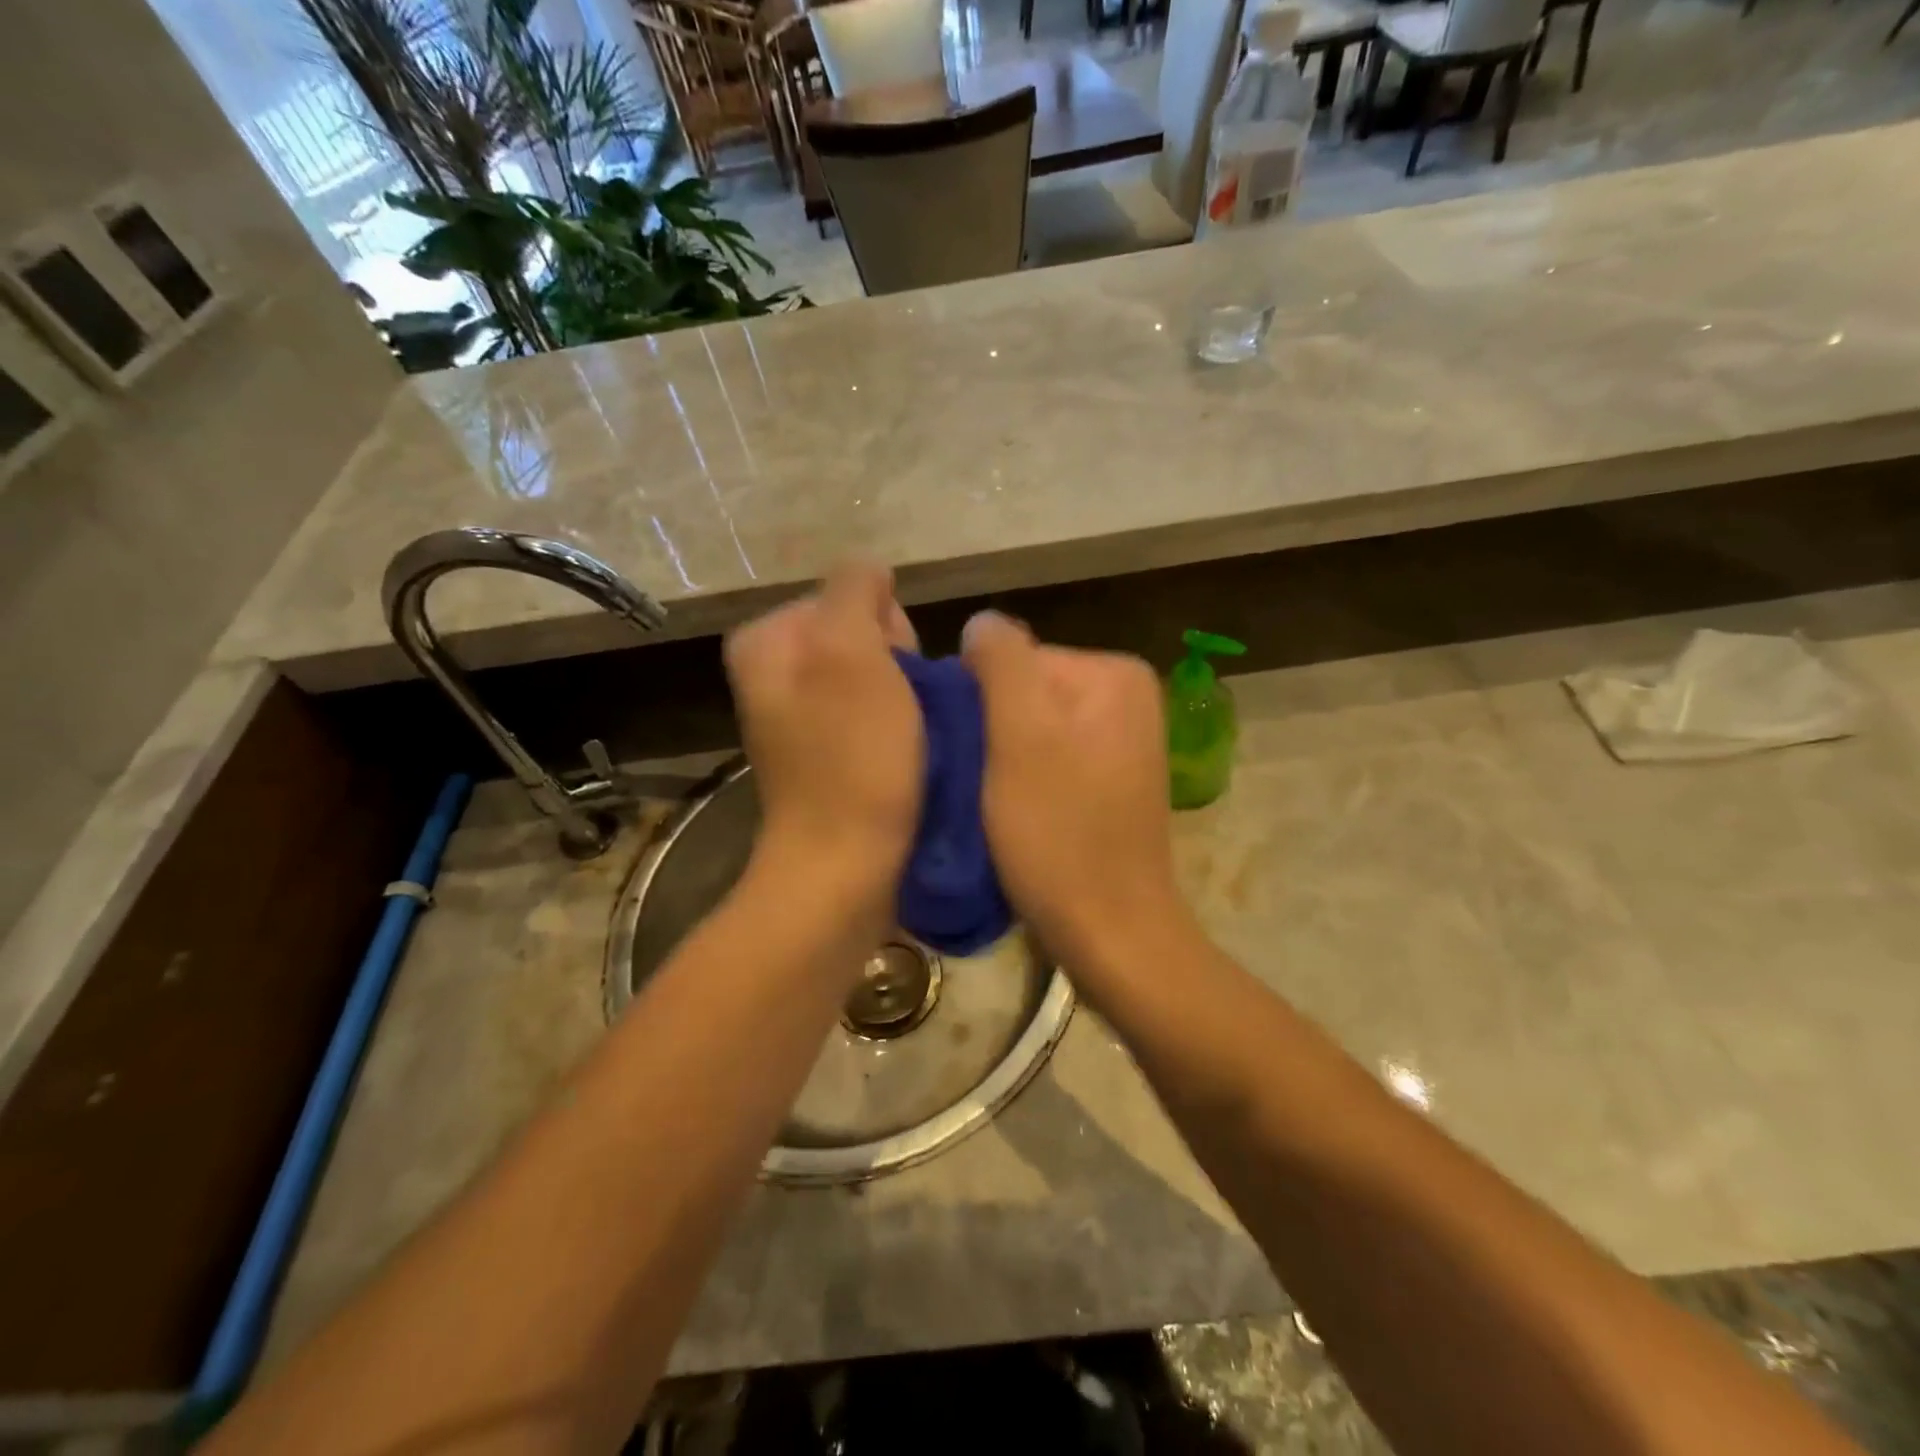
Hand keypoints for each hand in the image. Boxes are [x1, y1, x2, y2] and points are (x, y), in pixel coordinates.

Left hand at [724, 563, 922, 935]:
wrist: (845, 867)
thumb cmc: (852, 757)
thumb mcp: (851, 651)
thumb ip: (854, 590)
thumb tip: (870, 573)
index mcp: (768, 640)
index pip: (850, 594)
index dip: (888, 627)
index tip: (898, 673)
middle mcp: (775, 673)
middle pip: (861, 635)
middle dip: (897, 662)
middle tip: (906, 710)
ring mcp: (799, 717)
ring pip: (875, 676)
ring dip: (906, 696)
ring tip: (916, 736)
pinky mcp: (826, 754)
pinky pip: (874, 715)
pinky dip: (899, 727)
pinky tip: (910, 754)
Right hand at [961, 611, 1191, 985]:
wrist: (1111, 933)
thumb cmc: (1059, 834)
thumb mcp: (1020, 737)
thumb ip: (1001, 663)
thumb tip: (981, 623)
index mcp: (1114, 673)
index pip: (1015, 658)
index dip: (978, 702)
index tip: (965, 754)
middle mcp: (1126, 696)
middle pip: (1023, 692)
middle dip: (990, 731)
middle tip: (973, 782)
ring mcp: (1121, 740)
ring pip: (1029, 728)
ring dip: (999, 758)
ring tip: (987, 802)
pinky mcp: (1109, 780)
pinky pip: (1047, 757)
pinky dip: (1021, 778)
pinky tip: (1011, 813)